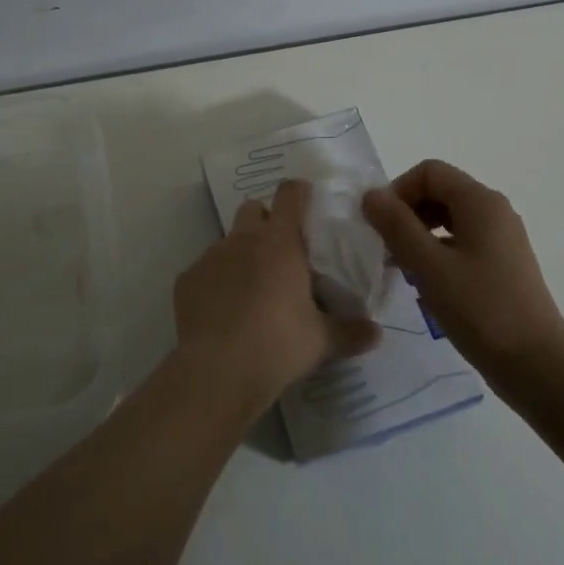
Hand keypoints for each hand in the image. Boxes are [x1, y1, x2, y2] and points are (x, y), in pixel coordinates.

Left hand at [173, 178, 381, 407]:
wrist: (217, 371)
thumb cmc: (278, 344)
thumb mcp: (321, 340)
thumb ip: (350, 332)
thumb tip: (377, 334)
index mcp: (280, 242)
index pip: (290, 194)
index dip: (300, 193)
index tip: (308, 203)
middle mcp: (243, 239)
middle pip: (253, 208)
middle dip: (266, 220)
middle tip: (281, 251)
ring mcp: (210, 257)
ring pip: (227, 240)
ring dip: (240, 253)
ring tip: (251, 288)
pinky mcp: (186, 280)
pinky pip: (204, 270)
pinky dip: (215, 281)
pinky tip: (223, 311)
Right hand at [361, 159, 563, 384]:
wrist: (538, 367)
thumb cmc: (481, 310)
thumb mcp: (429, 266)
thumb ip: (396, 226)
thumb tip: (370, 194)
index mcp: (481, 202)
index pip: (429, 171)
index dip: (398, 190)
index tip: (380, 226)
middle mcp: (495, 211)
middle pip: (440, 191)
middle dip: (407, 213)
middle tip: (387, 248)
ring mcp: (502, 239)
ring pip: (450, 218)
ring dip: (419, 234)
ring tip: (402, 268)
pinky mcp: (503, 265)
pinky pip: (462, 242)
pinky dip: (438, 252)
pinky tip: (426, 285)